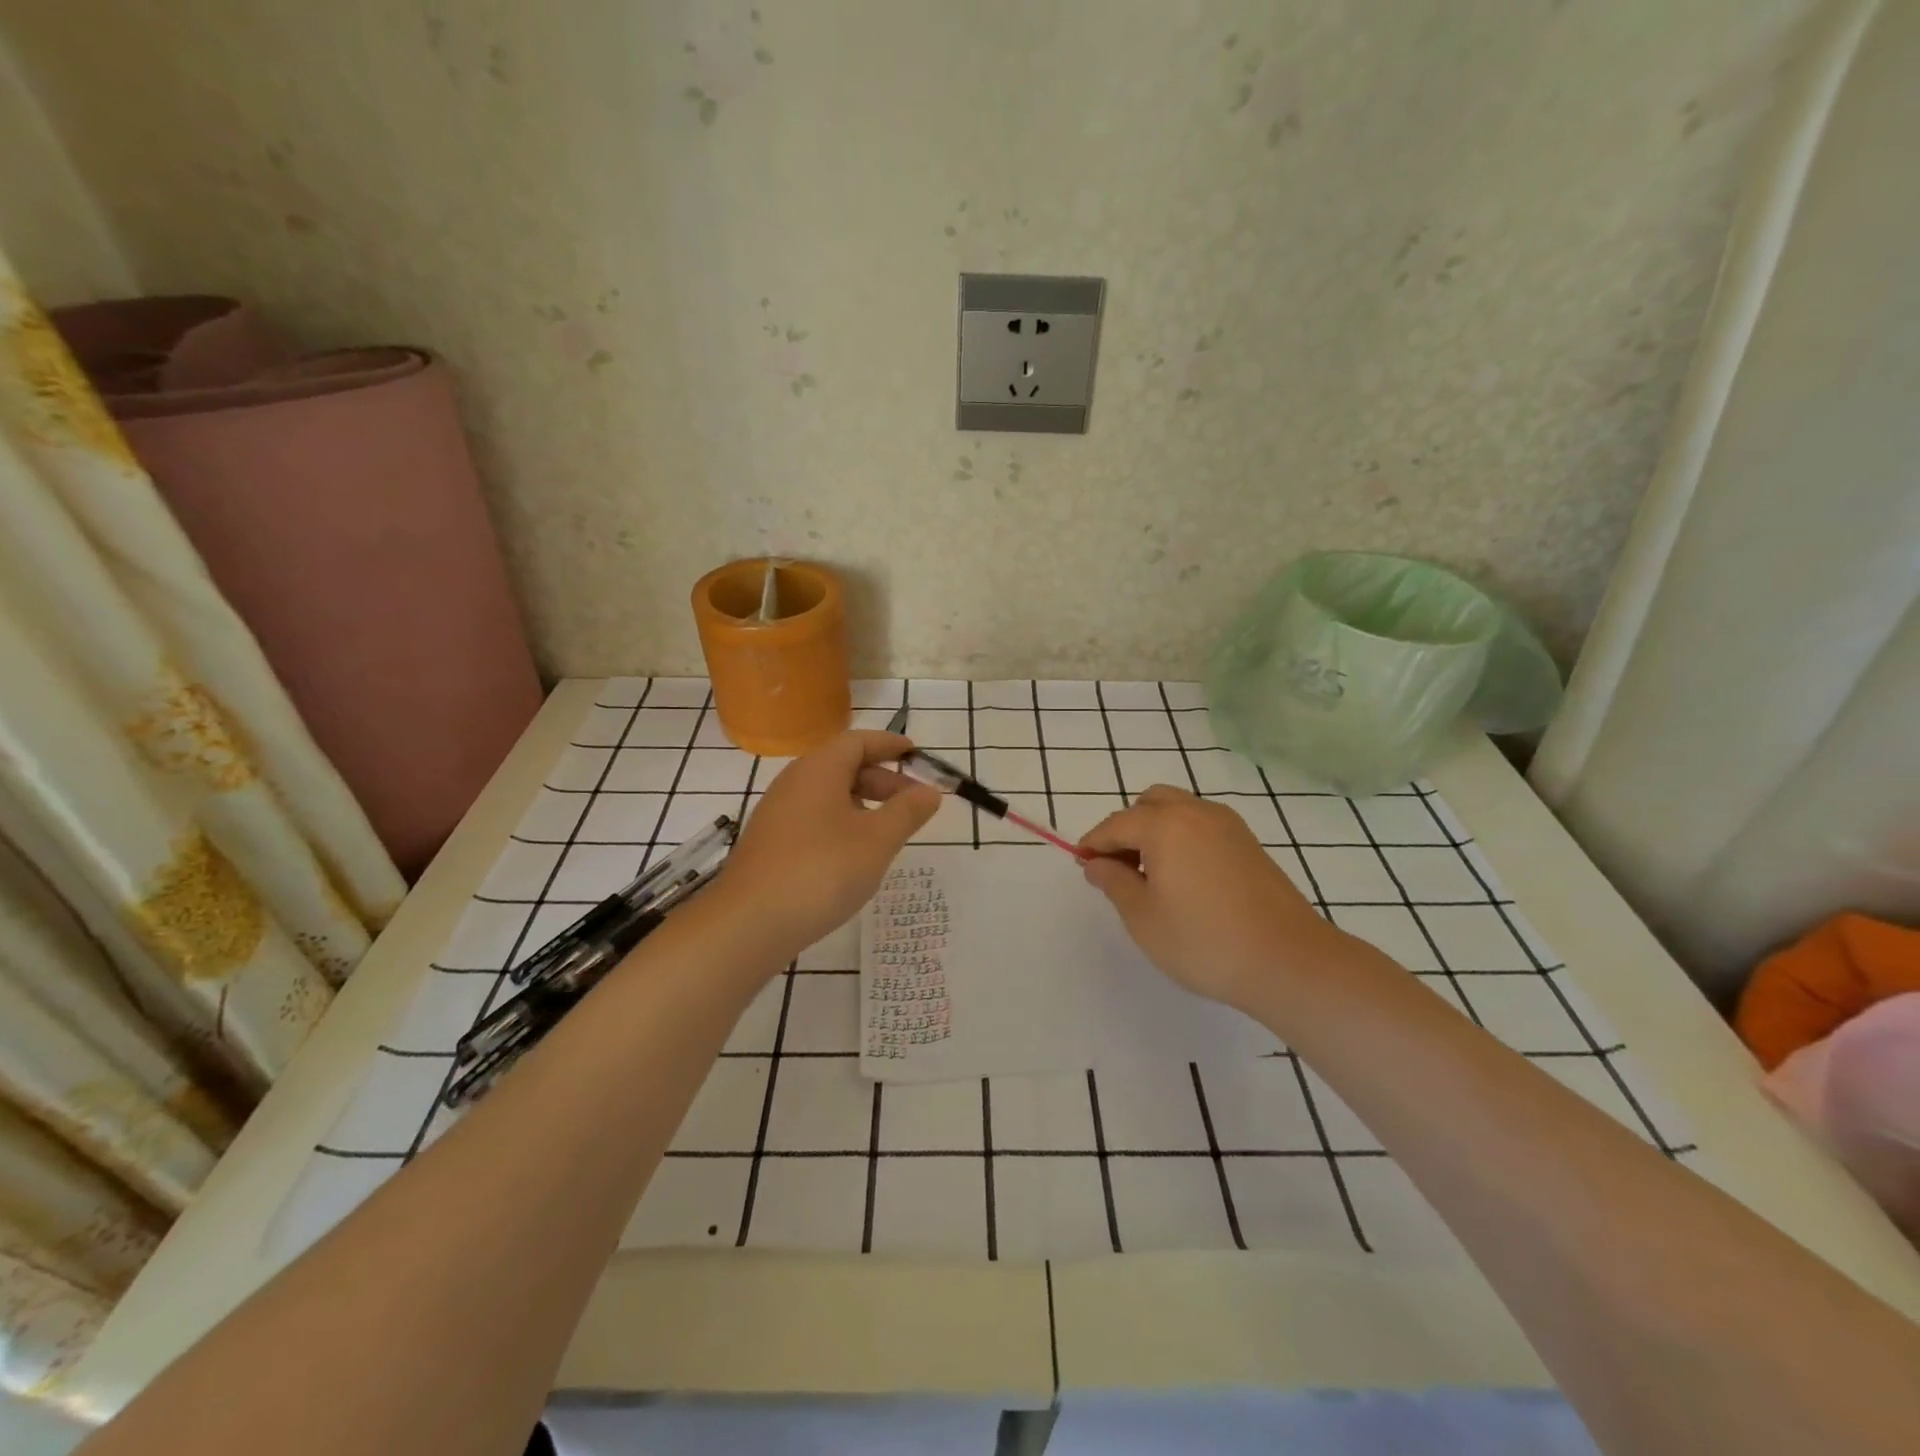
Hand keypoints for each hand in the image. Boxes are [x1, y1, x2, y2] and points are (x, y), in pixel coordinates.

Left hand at [714, 730, 940, 960]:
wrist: (749, 924)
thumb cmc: (822, 871)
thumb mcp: (877, 840)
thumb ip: (907, 812)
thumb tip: (930, 791)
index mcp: (819, 770)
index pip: (858, 741)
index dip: (889, 744)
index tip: (915, 754)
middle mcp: (794, 783)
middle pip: (843, 767)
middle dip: (882, 780)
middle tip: (913, 804)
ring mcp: (777, 814)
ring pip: (828, 795)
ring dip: (863, 805)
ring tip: (888, 832)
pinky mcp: (770, 844)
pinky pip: (813, 819)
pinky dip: (841, 824)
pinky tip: (854, 855)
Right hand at [1079, 785, 1352, 1012]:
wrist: (1289, 961)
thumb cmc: (1204, 941)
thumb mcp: (1143, 917)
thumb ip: (1113, 883)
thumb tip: (1096, 863)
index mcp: (1164, 824)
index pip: (1116, 825)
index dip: (1093, 844)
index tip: (1082, 865)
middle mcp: (1196, 812)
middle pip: (1148, 804)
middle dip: (1125, 830)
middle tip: (1117, 870)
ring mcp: (1228, 825)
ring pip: (1178, 811)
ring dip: (1155, 831)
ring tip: (1150, 877)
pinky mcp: (1249, 844)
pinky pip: (1202, 825)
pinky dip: (1181, 838)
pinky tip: (1183, 879)